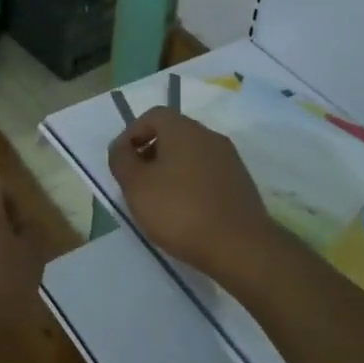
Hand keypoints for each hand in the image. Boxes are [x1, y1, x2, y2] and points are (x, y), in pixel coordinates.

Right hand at [107, 107, 281, 282]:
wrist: (240, 247)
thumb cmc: (180, 211)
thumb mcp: (136, 185)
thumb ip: (121, 159)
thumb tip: (121, 147)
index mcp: (184, 129)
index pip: (153, 115)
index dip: (132, 133)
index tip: (123, 161)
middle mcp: (209, 136)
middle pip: (173, 133)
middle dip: (151, 152)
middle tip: (137, 182)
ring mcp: (229, 159)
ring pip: (191, 154)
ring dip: (171, 169)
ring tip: (159, 200)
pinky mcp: (241, 183)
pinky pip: (207, 173)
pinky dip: (191, 184)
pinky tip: (186, 212)